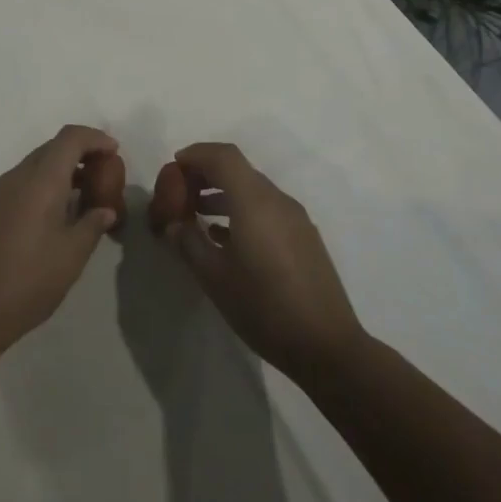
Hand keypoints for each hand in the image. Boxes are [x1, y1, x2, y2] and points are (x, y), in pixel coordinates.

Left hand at [0, 125, 120, 359]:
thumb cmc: (28, 282)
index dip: (95, 138)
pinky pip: (20, 183)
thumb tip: (105, 210)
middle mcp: (16, 177)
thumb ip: (92, 225)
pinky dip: (42, 185)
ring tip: (84, 196)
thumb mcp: (71, 256)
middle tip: (103, 174)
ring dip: (60, 171)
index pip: (69, 138)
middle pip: (51, 148)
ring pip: (34, 165)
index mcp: (40, 181)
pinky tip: (54, 214)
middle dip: (80, 153)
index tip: (115, 152)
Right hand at [159, 142, 364, 383]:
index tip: (173, 169)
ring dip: (222, 193)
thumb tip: (174, 224)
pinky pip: (266, 209)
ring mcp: (295, 218)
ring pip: (252, 189)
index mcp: (254, 201)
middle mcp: (277, 200)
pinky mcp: (303, 237)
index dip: (196, 154)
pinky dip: (241, 210)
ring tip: (196, 215)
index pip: (223, 156)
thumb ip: (189, 242)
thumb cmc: (264, 308)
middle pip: (237, 169)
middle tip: (180, 194)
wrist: (327, 347)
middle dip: (206, 174)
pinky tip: (224, 238)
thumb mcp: (214, 278)